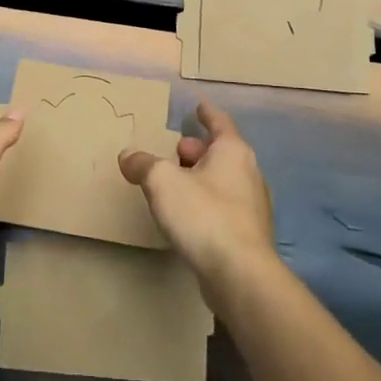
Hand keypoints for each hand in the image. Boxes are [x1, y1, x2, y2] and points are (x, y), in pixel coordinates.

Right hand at [119, 99, 275, 294]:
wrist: (240, 275)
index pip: (219, 122)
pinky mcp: (247, 235)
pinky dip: (205, 202)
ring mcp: (252, 206)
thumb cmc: (203, 215)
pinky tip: (187, 215)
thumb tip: (128, 156)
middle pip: (220, 152)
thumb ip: (143, 164)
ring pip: (222, 180)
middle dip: (196, 150)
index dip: (206, 113)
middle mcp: (248, 173)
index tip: (198, 105)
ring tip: (174, 183)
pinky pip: (223, 207)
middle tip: (173, 151)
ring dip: (200, 177)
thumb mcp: (162, 182)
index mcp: (233, 152)